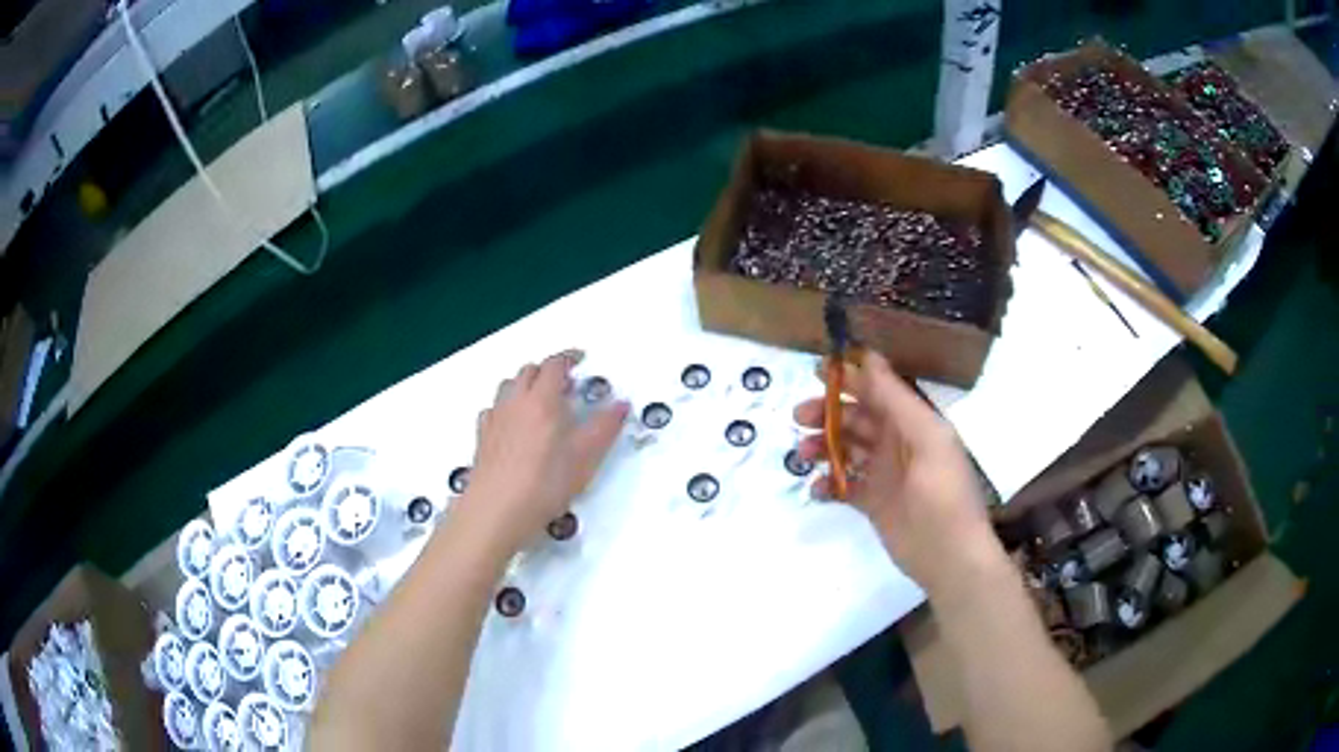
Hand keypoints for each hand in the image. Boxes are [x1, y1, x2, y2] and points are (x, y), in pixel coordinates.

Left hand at [455, 350, 629, 556]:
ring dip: (525, 385)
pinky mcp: (482, 437)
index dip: (568, 358)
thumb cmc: (545, 482)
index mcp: (542, 399)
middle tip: (565, 384)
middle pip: (528, 371)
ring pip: (508, 387)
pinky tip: (513, 425)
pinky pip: (494, 409)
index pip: (554, 365)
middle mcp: (515, 402)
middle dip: (547, 371)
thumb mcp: (585, 457)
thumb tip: (621, 404)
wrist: (496, 509)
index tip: (580, 359)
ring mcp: (495, 418)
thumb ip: (605, 427)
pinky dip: (507, 407)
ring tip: (539, 402)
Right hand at [793, 351, 1002, 598]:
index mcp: (913, 422)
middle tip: (799, 417)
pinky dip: (828, 484)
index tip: (818, 372)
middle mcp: (897, 442)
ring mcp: (884, 474)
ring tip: (802, 455)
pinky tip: (817, 490)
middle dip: (828, 413)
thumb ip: (897, 401)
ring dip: (823, 446)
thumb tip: (868, 358)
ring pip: (846, 449)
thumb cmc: (944, 494)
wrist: (950, 557)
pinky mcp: (872, 503)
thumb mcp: (927, 441)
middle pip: (856, 418)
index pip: (879, 390)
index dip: (851, 377)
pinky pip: (843, 486)